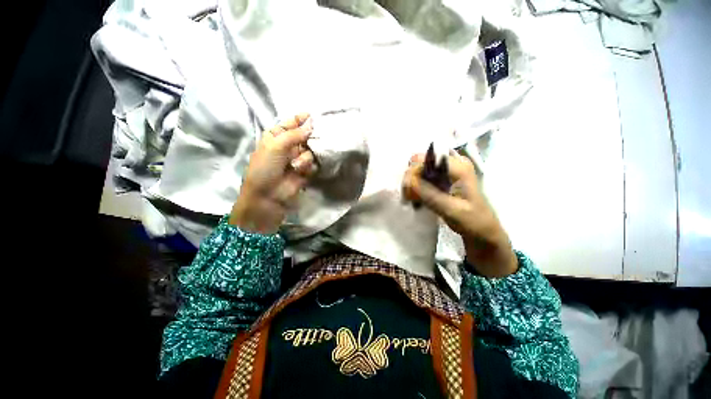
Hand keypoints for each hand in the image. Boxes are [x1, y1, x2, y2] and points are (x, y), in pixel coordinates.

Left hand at [229, 113, 315, 233]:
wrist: (268, 196)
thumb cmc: (266, 167)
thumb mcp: (276, 145)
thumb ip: (295, 134)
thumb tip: (311, 124)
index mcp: (276, 136)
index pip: (291, 123)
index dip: (301, 119)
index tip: (312, 116)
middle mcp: (288, 146)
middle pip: (304, 136)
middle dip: (308, 139)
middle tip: (310, 141)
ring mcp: (297, 159)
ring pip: (310, 151)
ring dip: (304, 158)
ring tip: (296, 166)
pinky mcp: (305, 171)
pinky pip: (313, 163)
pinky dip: (308, 167)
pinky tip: (302, 172)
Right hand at [402, 151, 517, 277]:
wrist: (483, 231)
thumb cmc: (472, 221)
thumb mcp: (450, 209)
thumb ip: (428, 194)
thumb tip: (407, 181)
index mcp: (460, 167)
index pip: (428, 158)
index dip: (414, 170)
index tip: (407, 188)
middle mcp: (455, 163)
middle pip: (424, 161)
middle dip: (413, 176)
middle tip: (408, 194)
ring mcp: (450, 171)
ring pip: (423, 168)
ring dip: (414, 181)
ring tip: (410, 197)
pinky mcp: (446, 179)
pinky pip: (426, 176)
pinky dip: (419, 185)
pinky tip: (416, 197)